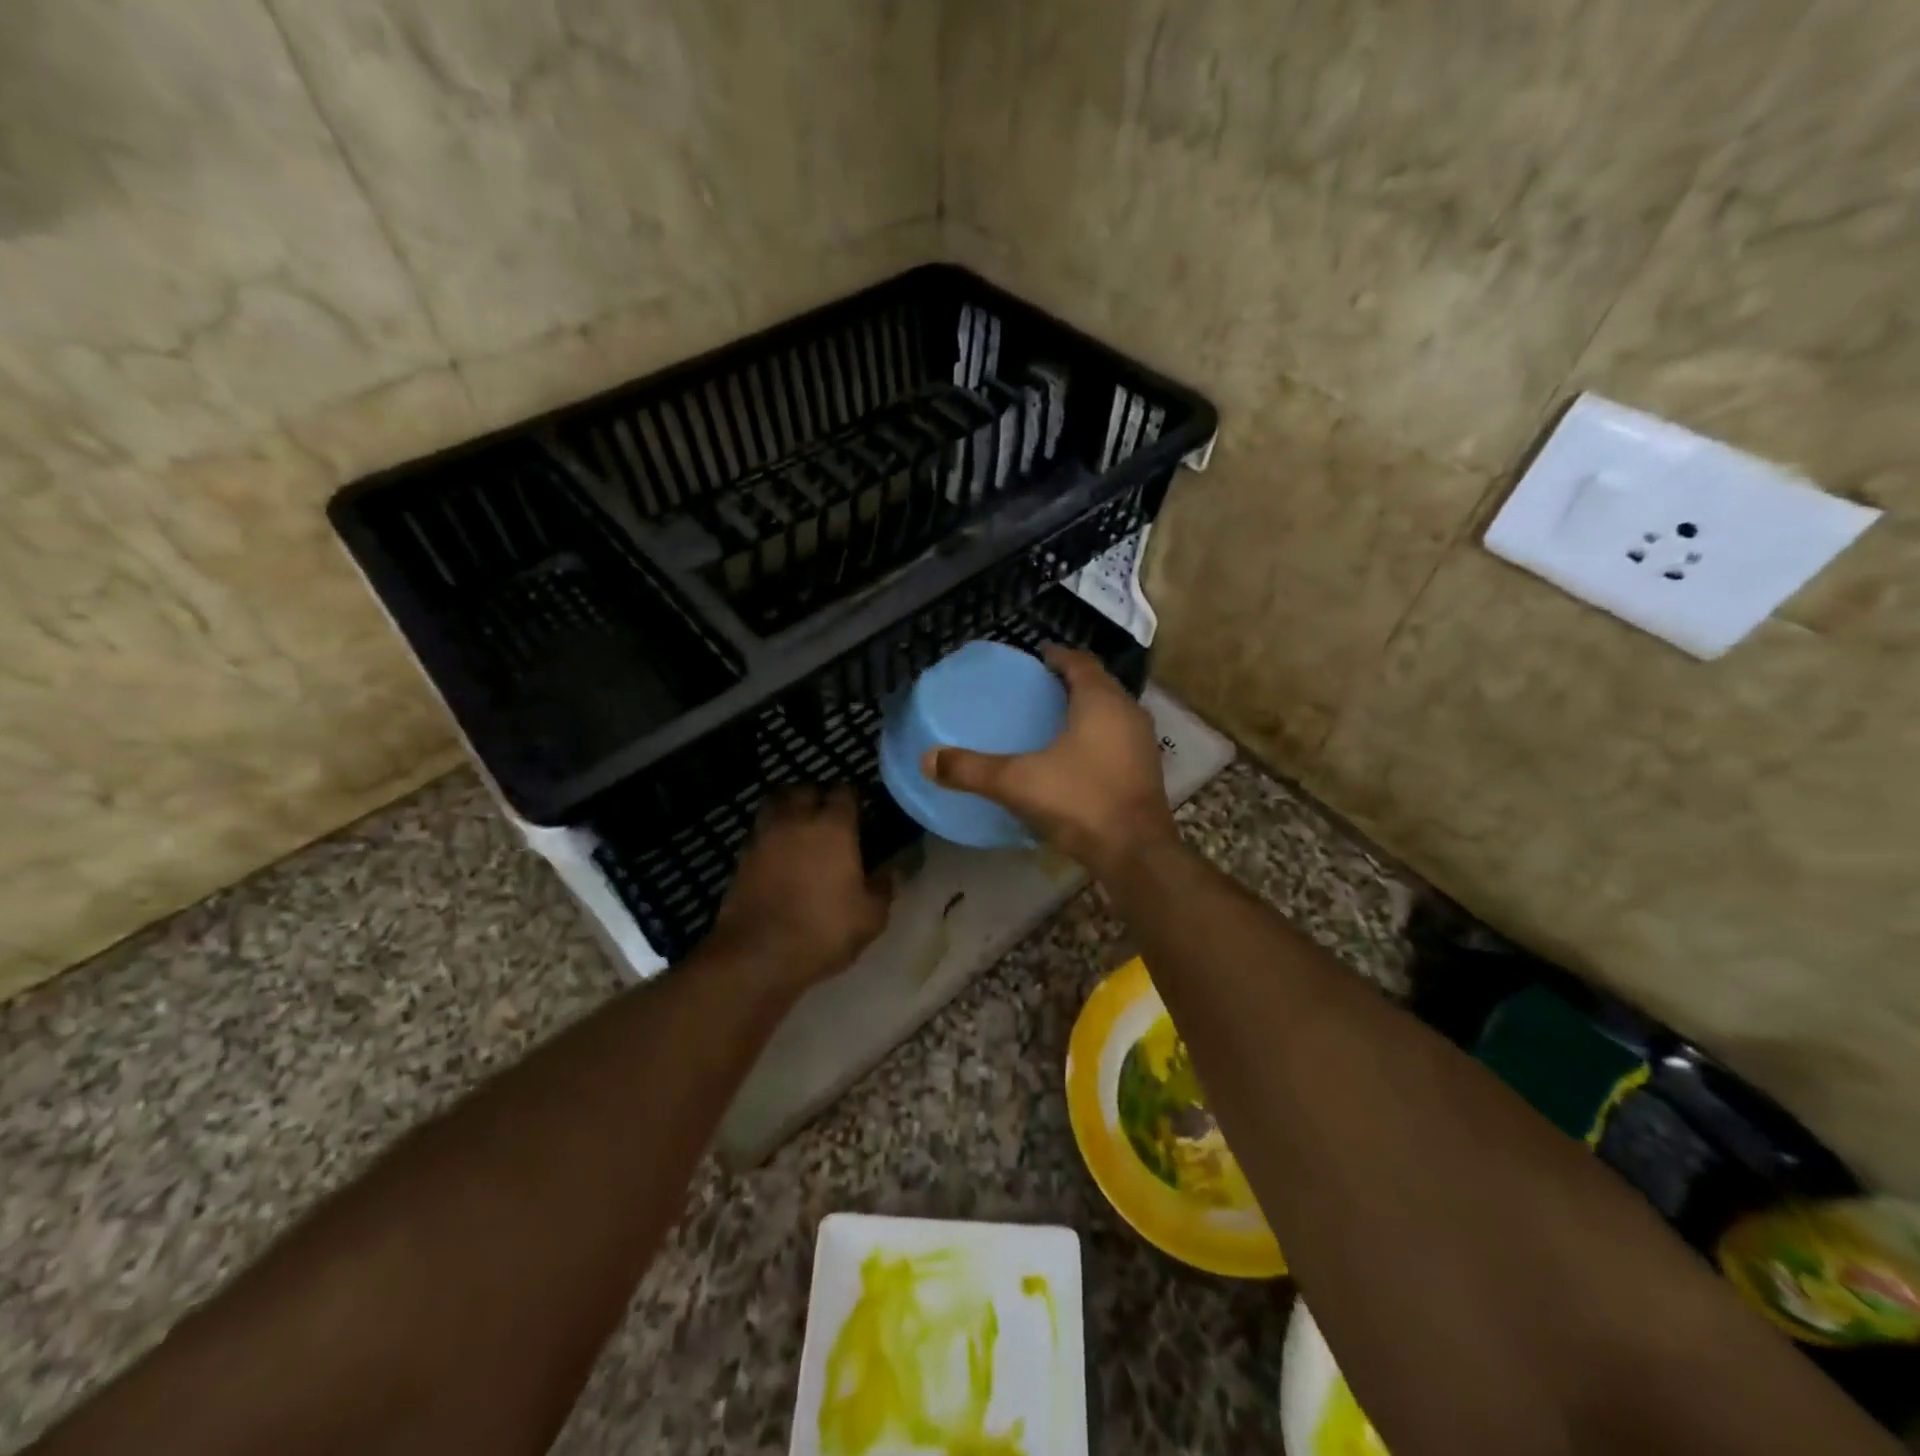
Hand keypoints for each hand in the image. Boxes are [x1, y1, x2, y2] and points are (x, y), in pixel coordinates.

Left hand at [709, 786, 891, 988]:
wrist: (757, 954)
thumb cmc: (823, 930)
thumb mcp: (870, 916)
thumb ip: (884, 886)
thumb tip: (894, 868)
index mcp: (834, 826)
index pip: (845, 791)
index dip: (855, 799)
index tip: (863, 814)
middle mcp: (797, 819)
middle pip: (806, 789)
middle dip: (819, 797)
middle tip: (830, 817)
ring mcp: (765, 834)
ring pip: (776, 802)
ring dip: (790, 807)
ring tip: (801, 826)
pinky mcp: (742, 855)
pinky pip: (760, 829)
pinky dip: (771, 832)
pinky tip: (780, 851)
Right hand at [923, 646, 1179, 875]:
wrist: (1136, 853)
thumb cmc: (1080, 802)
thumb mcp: (1017, 783)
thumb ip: (971, 769)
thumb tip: (927, 759)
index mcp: (1101, 701)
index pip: (1080, 662)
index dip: (1057, 655)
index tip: (1037, 655)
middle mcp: (1128, 712)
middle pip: (1098, 684)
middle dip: (1071, 681)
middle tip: (1039, 686)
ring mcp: (1142, 743)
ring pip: (1111, 712)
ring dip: (1086, 709)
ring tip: (1053, 718)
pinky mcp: (1146, 771)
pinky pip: (1117, 738)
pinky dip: (1097, 735)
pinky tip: (1074, 756)